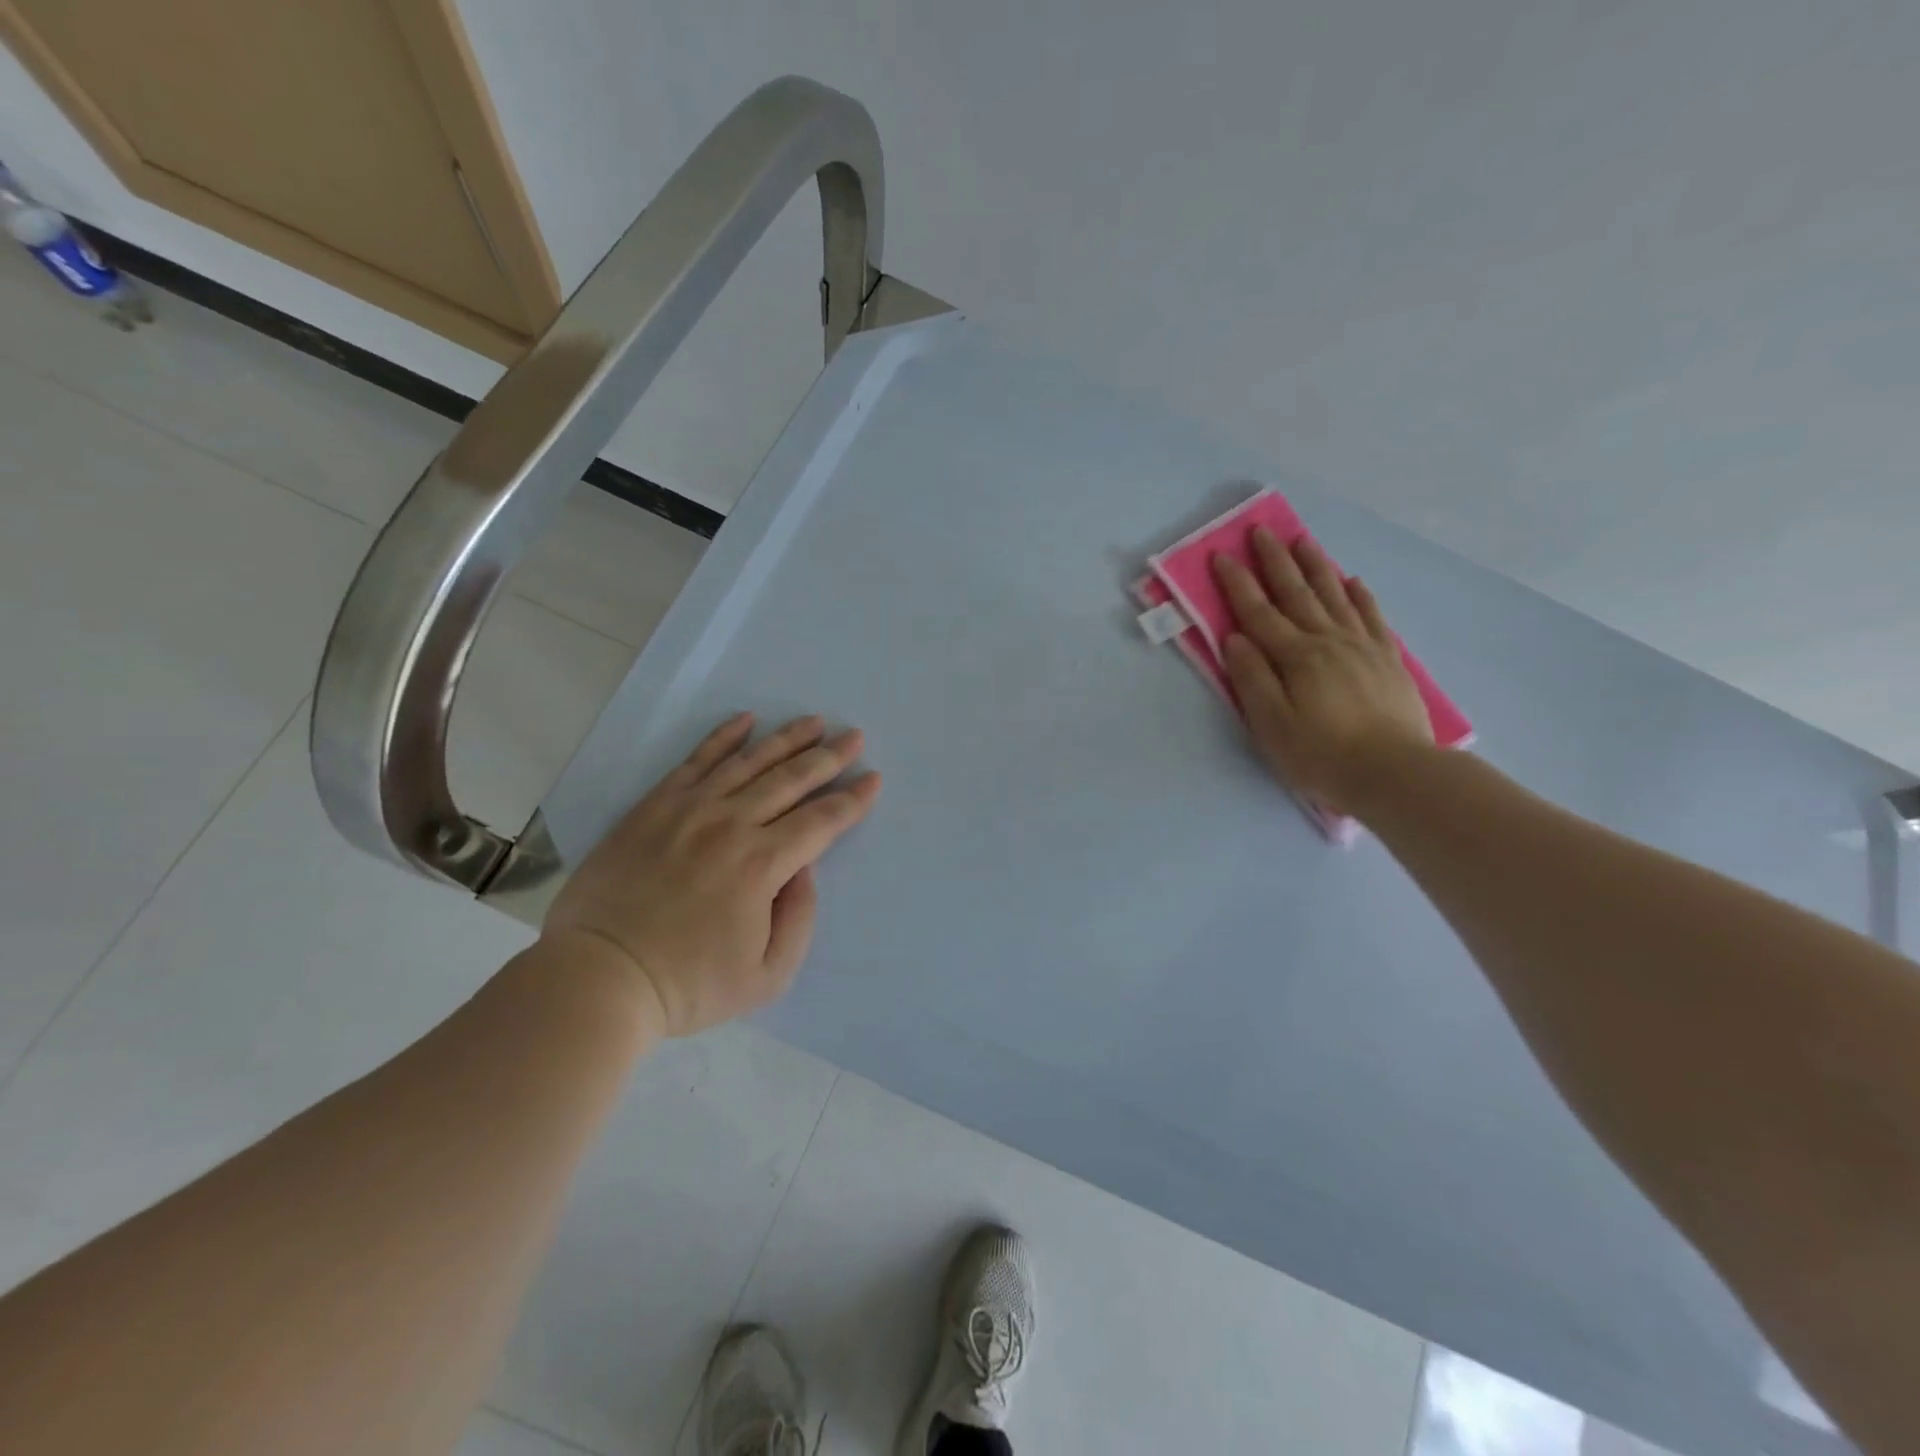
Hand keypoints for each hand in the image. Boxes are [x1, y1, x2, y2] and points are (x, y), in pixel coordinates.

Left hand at [542, 713, 880, 1036]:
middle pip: (791, 780)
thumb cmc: (688, 985)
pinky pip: (696, 760)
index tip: (873, 778)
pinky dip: (723, 737)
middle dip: (829, 757)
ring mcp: (690, 810)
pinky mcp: (655, 806)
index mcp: (762, 866)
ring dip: (787, 738)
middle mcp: (731, 825)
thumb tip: (805, 869)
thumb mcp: (766, 976)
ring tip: (813, 721)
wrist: (598, 976)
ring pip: (750, 761)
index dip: (852, 799)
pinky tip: (745, 720)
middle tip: (854, 737)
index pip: (821, 821)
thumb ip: (799, 918)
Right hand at [1213, 529, 1433, 816]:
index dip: (1237, 583)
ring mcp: (1362, 647)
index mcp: (1296, 657)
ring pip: (1334, 596)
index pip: (1258, 612)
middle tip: (1261, 530)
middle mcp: (1328, 641)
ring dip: (1315, 566)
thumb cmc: (1322, 755)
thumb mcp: (1272, 725)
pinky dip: (1359, 595)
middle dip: (1275, 561)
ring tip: (1302, 541)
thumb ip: (1252, 679)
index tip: (1221, 555)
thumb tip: (1236, 639)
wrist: (1395, 773)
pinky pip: (1371, 617)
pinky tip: (1352, 582)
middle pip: (1296, 593)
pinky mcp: (1387, 660)